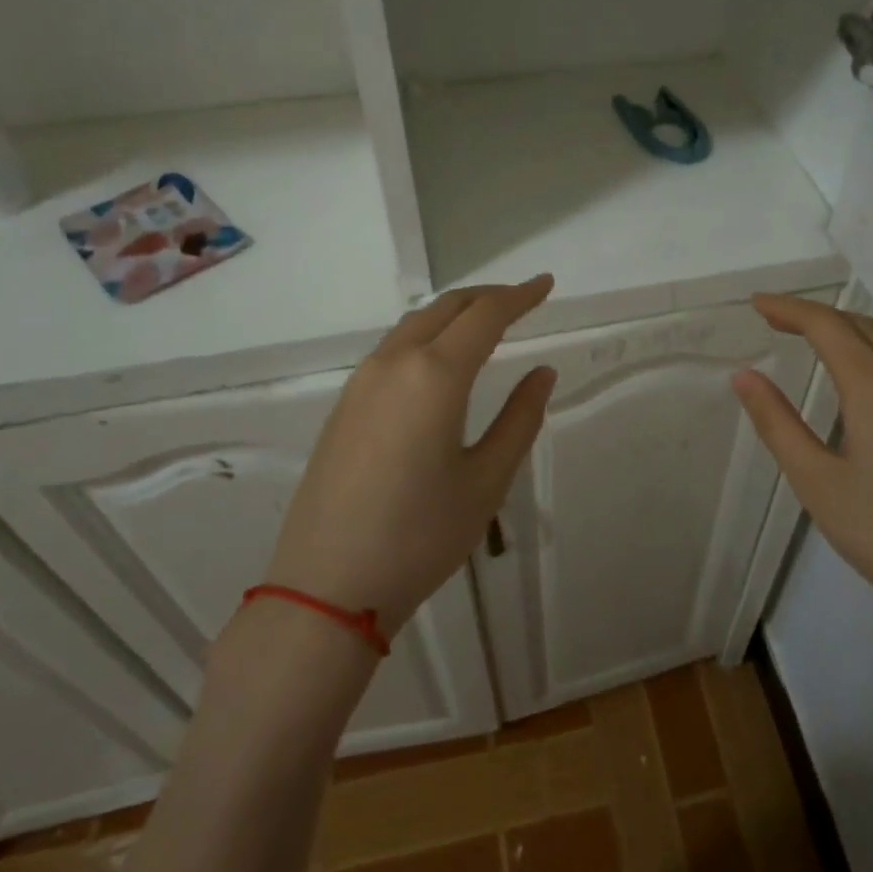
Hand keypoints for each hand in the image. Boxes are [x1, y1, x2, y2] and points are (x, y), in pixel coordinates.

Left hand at [262, 275, 556, 637]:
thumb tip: (542, 372)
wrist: (326, 587)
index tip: (547, 284)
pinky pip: (392, 350)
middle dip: (487, 297)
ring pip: (414, 325)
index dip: (520, 296)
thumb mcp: (486, 481)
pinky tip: (439, 362)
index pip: (485, 316)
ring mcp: (361, 383)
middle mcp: (393, 364)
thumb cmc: (420, 535)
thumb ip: (520, 419)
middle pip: (445, 308)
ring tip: (485, 323)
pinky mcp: (344, 406)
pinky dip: (426, 336)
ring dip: (453, 314)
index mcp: (434, 375)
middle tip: (522, 299)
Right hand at [731, 293, 872, 674]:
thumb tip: (745, 376)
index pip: (827, 326)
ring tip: (812, 334)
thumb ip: (777, 422)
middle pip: (858, 325)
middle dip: (813, 314)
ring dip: (847, 325)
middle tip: (772, 318)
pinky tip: (865, 366)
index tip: (756, 304)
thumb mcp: (816, 481)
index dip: (789, 309)